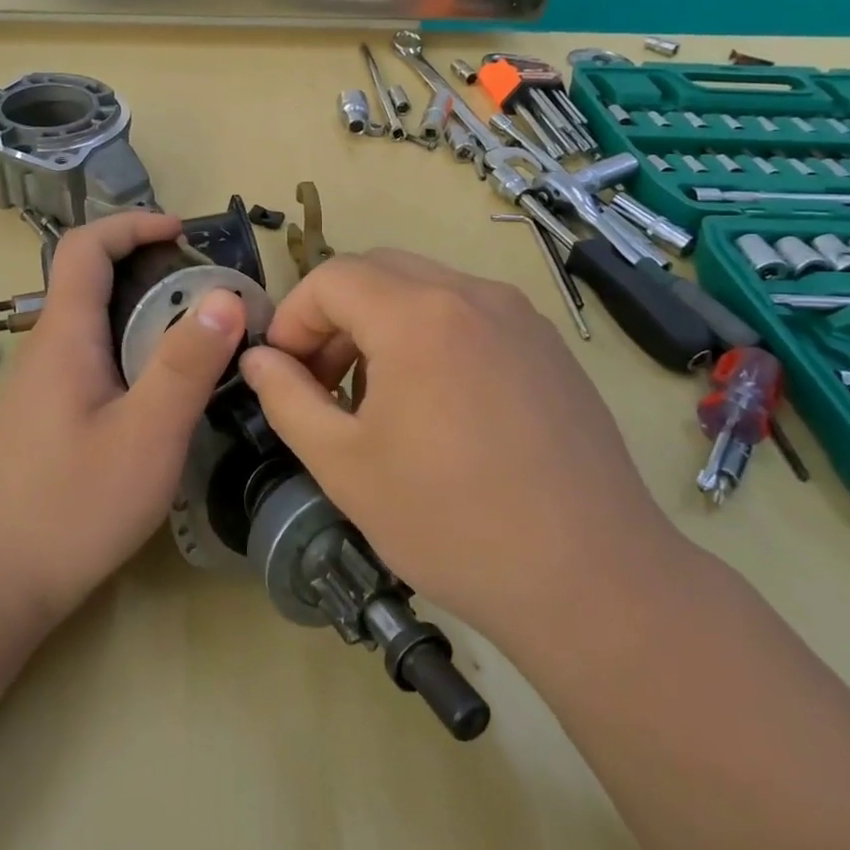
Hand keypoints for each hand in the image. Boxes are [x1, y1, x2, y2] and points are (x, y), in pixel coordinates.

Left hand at [0, 212, 245, 620]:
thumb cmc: (73, 504)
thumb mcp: (147, 433)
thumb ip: (186, 364)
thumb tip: (227, 296)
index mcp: (65, 335)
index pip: (84, 246)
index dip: (132, 224)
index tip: (183, 233)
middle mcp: (48, 347)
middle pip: (91, 278)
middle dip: (150, 266)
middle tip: (210, 291)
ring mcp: (45, 383)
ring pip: (95, 321)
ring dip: (145, 310)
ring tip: (201, 334)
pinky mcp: (50, 414)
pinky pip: (95, 356)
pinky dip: (134, 347)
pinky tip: (165, 388)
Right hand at [238, 250, 683, 645]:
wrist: (591, 578)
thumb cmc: (450, 522)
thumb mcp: (344, 465)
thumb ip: (287, 399)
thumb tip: (258, 359)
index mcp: (418, 316)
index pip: (331, 278)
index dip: (293, 318)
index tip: (283, 372)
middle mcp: (473, 295)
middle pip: (378, 271)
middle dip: (334, 316)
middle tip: (323, 382)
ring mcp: (520, 317)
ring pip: (426, 289)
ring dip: (381, 324)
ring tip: (375, 398)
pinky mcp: (548, 347)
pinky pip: (469, 314)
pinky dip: (430, 335)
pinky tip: (435, 405)